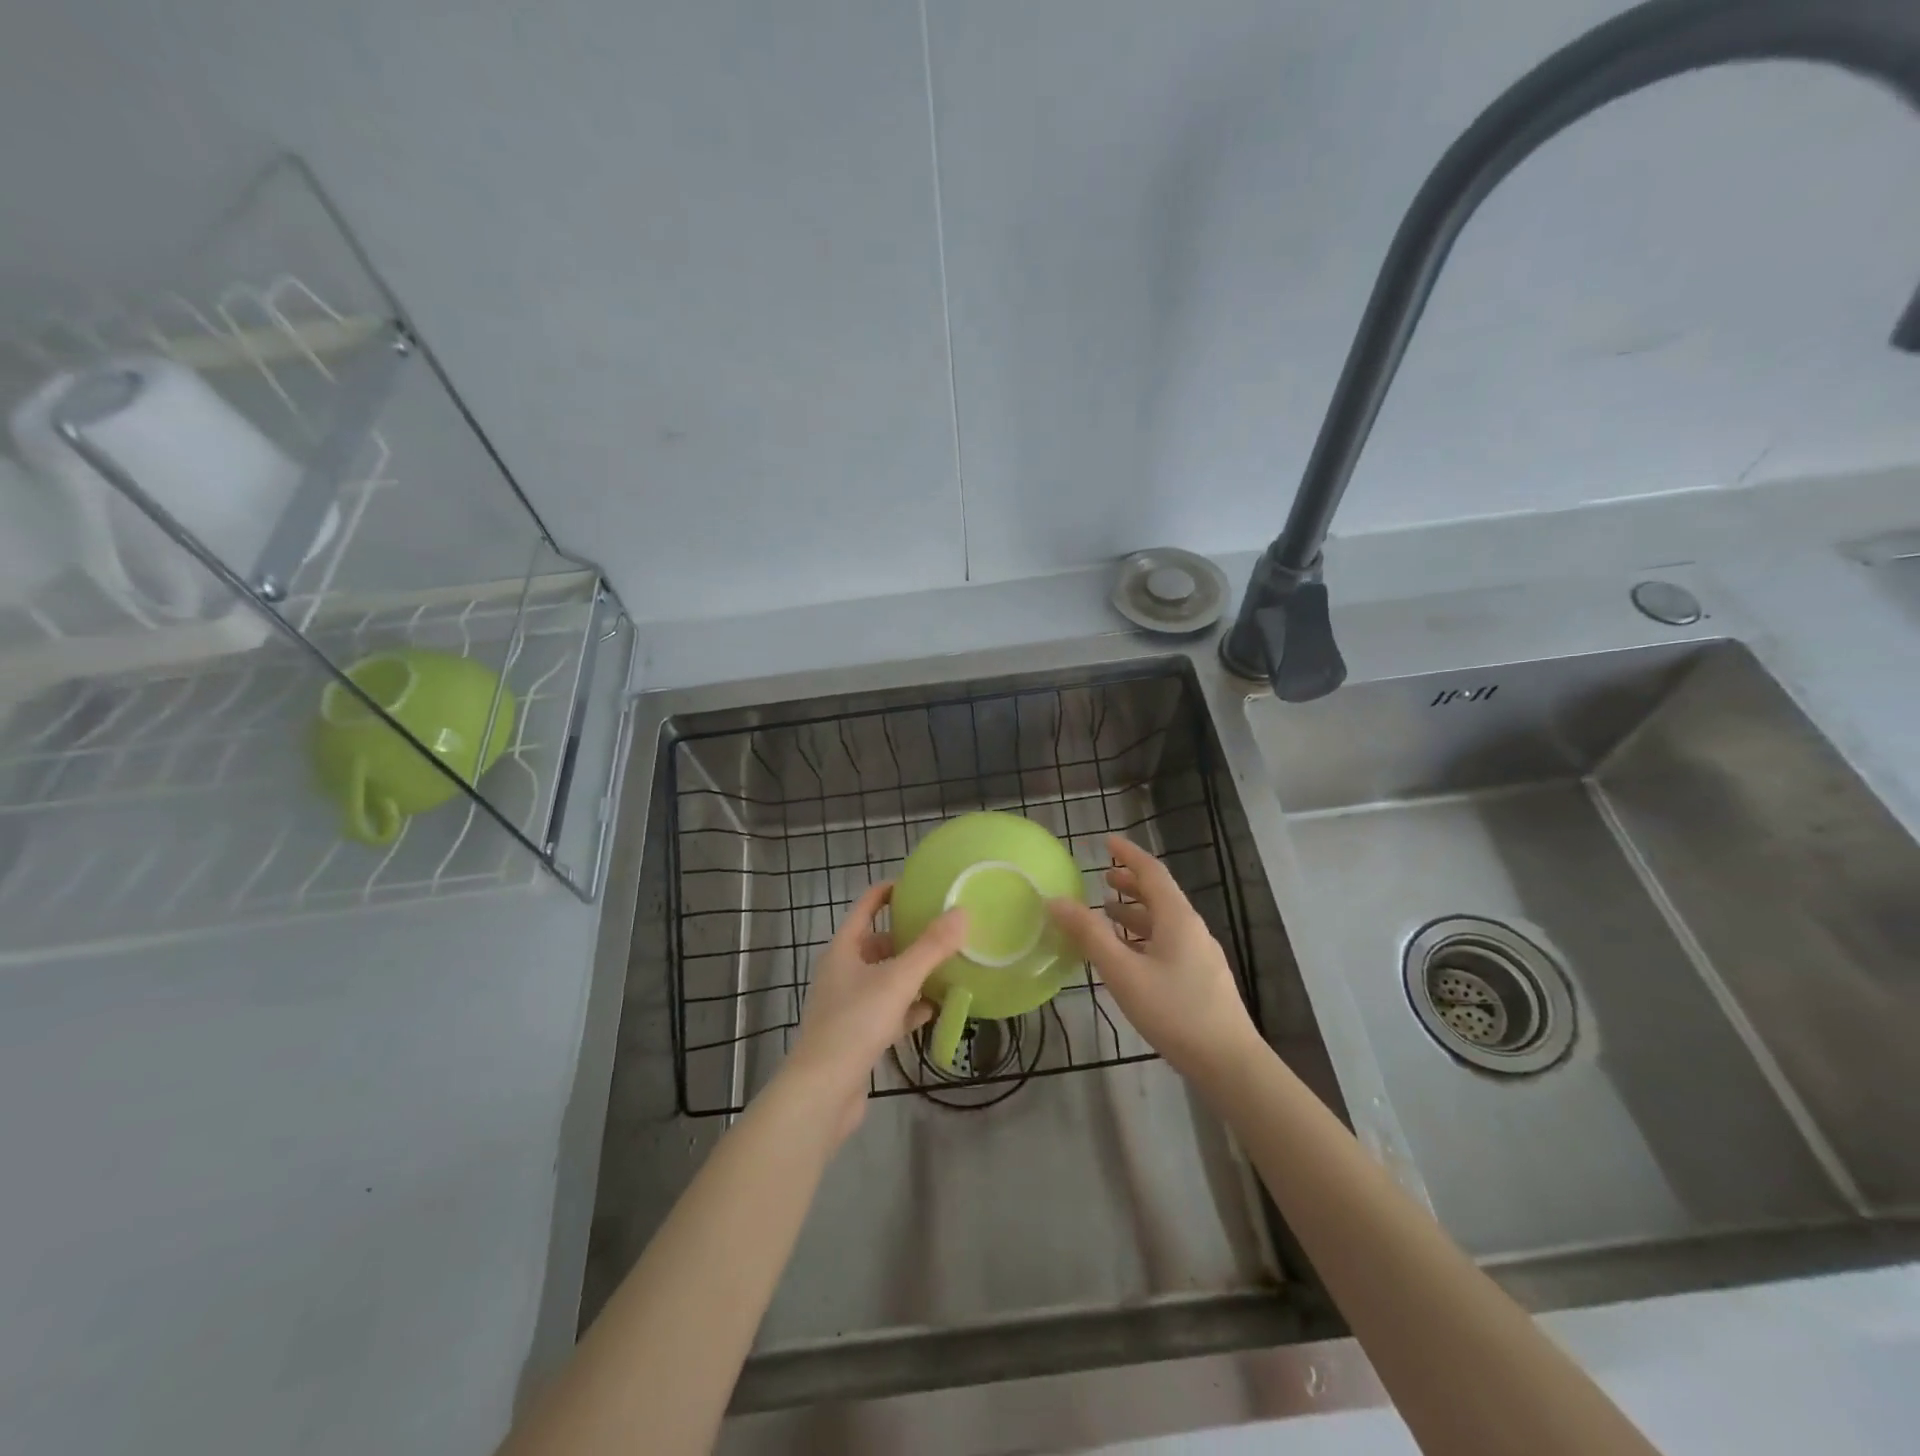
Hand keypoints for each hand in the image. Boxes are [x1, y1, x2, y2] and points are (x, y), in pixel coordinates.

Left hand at [779, 881, 967, 1144]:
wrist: (823, 1090)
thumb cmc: (855, 1023)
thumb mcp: (898, 979)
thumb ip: (931, 947)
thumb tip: (961, 912)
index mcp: (844, 949)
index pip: (867, 906)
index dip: (890, 892)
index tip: (920, 885)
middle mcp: (843, 971)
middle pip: (879, 943)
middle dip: (909, 936)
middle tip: (945, 929)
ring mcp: (849, 1004)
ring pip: (886, 978)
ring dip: (913, 972)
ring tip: (948, 965)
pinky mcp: (859, 1035)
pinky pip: (889, 1010)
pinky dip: (910, 1007)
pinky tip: (934, 1008)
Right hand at [1048, 834, 1261, 1082]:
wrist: (1228, 1062)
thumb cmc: (1173, 1011)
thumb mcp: (1123, 972)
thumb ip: (1089, 934)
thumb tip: (1057, 900)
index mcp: (1177, 917)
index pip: (1152, 872)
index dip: (1128, 854)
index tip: (1107, 842)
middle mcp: (1192, 928)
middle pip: (1160, 895)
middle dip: (1131, 883)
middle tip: (1102, 879)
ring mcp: (1200, 954)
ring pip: (1164, 921)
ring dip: (1135, 912)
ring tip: (1108, 915)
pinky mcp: (1201, 978)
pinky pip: (1168, 942)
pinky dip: (1144, 936)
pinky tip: (1129, 956)